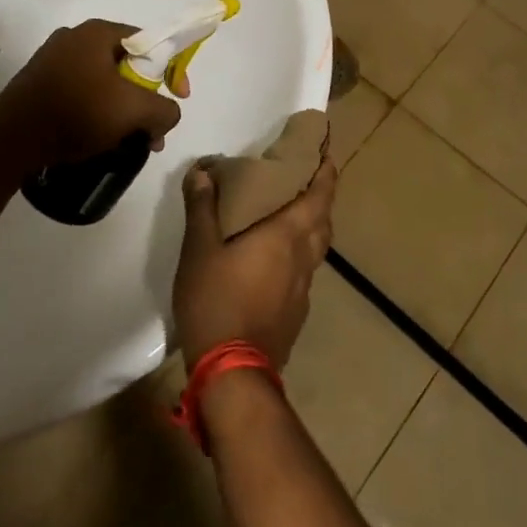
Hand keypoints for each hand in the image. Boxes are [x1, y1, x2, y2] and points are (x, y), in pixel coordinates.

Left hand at [0, 19, 181, 176]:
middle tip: (152, 128)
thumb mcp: (134, 110)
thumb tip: (168, 114)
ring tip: (129, 140)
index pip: (149, 42)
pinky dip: (98, 111)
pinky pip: (82, 91)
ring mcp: (53, 59)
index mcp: (98, 32)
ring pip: (105, 81)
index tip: (179, 97)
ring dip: (124, 109)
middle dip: (146, 98)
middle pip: (128, 64)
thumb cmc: (76, 113)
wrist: (9, 141)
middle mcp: (75, 37)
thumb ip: (164, 109)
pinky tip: (99, 137)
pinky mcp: (39, 82)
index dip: (171, 68)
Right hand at [172, 153, 336, 369]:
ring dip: (313, 226)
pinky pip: (305, 272)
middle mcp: (303, 258)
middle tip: (307, 180)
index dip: (327, 173)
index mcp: (287, 234)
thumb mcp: (199, 249)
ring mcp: (303, 289)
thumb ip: (202, 207)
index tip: (327, 153)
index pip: (319, 196)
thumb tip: (202, 171)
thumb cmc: (217, 300)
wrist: (233, 373)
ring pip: (317, 248)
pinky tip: (277, 261)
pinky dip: (299, 255)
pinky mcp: (296, 314)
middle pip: (323, 220)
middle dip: (321, 197)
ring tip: (293, 215)